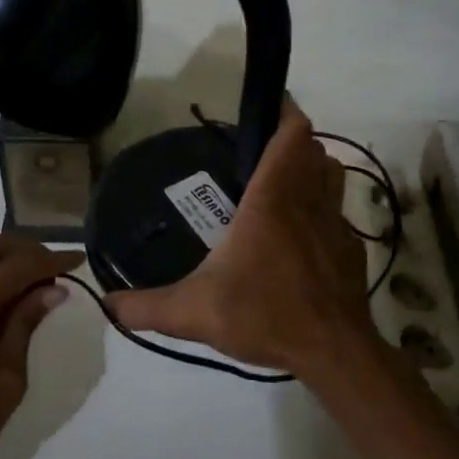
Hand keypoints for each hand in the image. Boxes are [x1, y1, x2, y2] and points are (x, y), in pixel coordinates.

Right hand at [108, 101, 373, 376]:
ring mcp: (336, 224)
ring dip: (315, 168)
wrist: (332, 352)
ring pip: (334, 175)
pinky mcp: (351, 250)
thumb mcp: (193, 312)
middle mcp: (308, 202)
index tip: (268, 106)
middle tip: (261, 152)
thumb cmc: (264, 315)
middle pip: (315, 150)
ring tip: (285, 181)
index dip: (285, 113)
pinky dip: (325, 207)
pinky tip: (303, 233)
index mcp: (272, 200)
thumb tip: (106, 304)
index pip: (291, 136)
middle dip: (294, 142)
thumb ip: (146, 306)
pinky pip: (340, 212)